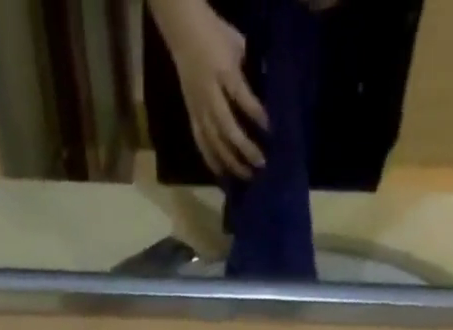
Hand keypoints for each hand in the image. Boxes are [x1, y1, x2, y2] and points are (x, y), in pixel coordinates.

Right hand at [150, 0, 266, 178]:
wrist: (183, 30)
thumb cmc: (214, 34)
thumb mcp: (236, 44)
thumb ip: (249, 67)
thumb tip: (266, 86)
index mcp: (221, 71)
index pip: (240, 95)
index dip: (255, 113)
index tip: (269, 128)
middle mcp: (209, 94)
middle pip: (227, 127)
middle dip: (244, 148)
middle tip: (261, 163)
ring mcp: (199, 108)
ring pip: (214, 141)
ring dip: (231, 161)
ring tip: (246, 175)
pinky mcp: (192, 116)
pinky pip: (201, 143)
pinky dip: (212, 160)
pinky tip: (222, 174)